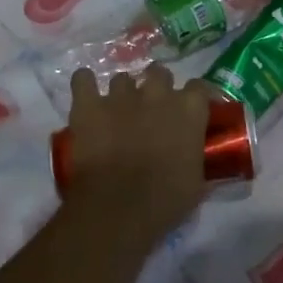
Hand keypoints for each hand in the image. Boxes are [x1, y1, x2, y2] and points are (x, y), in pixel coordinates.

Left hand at [63, 64, 210, 245]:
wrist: (118, 208)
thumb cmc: (165, 200)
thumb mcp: (197, 183)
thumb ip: (197, 160)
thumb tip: (196, 160)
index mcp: (189, 110)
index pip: (199, 88)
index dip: (196, 99)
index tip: (193, 112)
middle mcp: (156, 94)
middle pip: (159, 73)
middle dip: (158, 87)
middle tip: (154, 110)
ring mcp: (119, 96)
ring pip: (123, 79)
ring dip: (124, 92)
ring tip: (119, 111)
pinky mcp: (87, 105)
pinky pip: (83, 79)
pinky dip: (85, 84)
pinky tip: (87, 97)